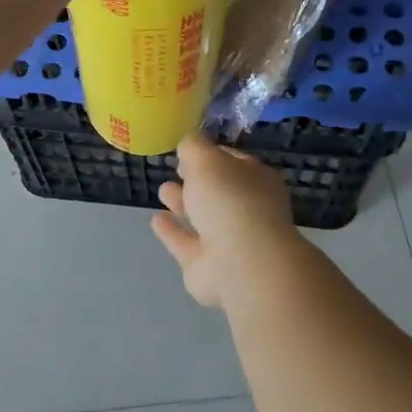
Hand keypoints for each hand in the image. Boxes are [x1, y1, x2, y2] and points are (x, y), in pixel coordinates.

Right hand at [151, 133, 306, 308]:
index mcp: (256, 180)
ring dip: (183, 203)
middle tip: (176, 169)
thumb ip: (193, 147)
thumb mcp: (207, 159)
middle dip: (197, 180)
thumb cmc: (229, 200)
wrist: (240, 262)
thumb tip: (188, 145)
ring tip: (163, 190)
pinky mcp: (207, 265)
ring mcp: (229, 240)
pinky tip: (156, 220)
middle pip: (218, 190)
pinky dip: (172, 232)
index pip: (233, 161)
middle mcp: (246, 209)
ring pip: (202, 217)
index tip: (188, 149)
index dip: (211, 153)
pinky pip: (186, 243)